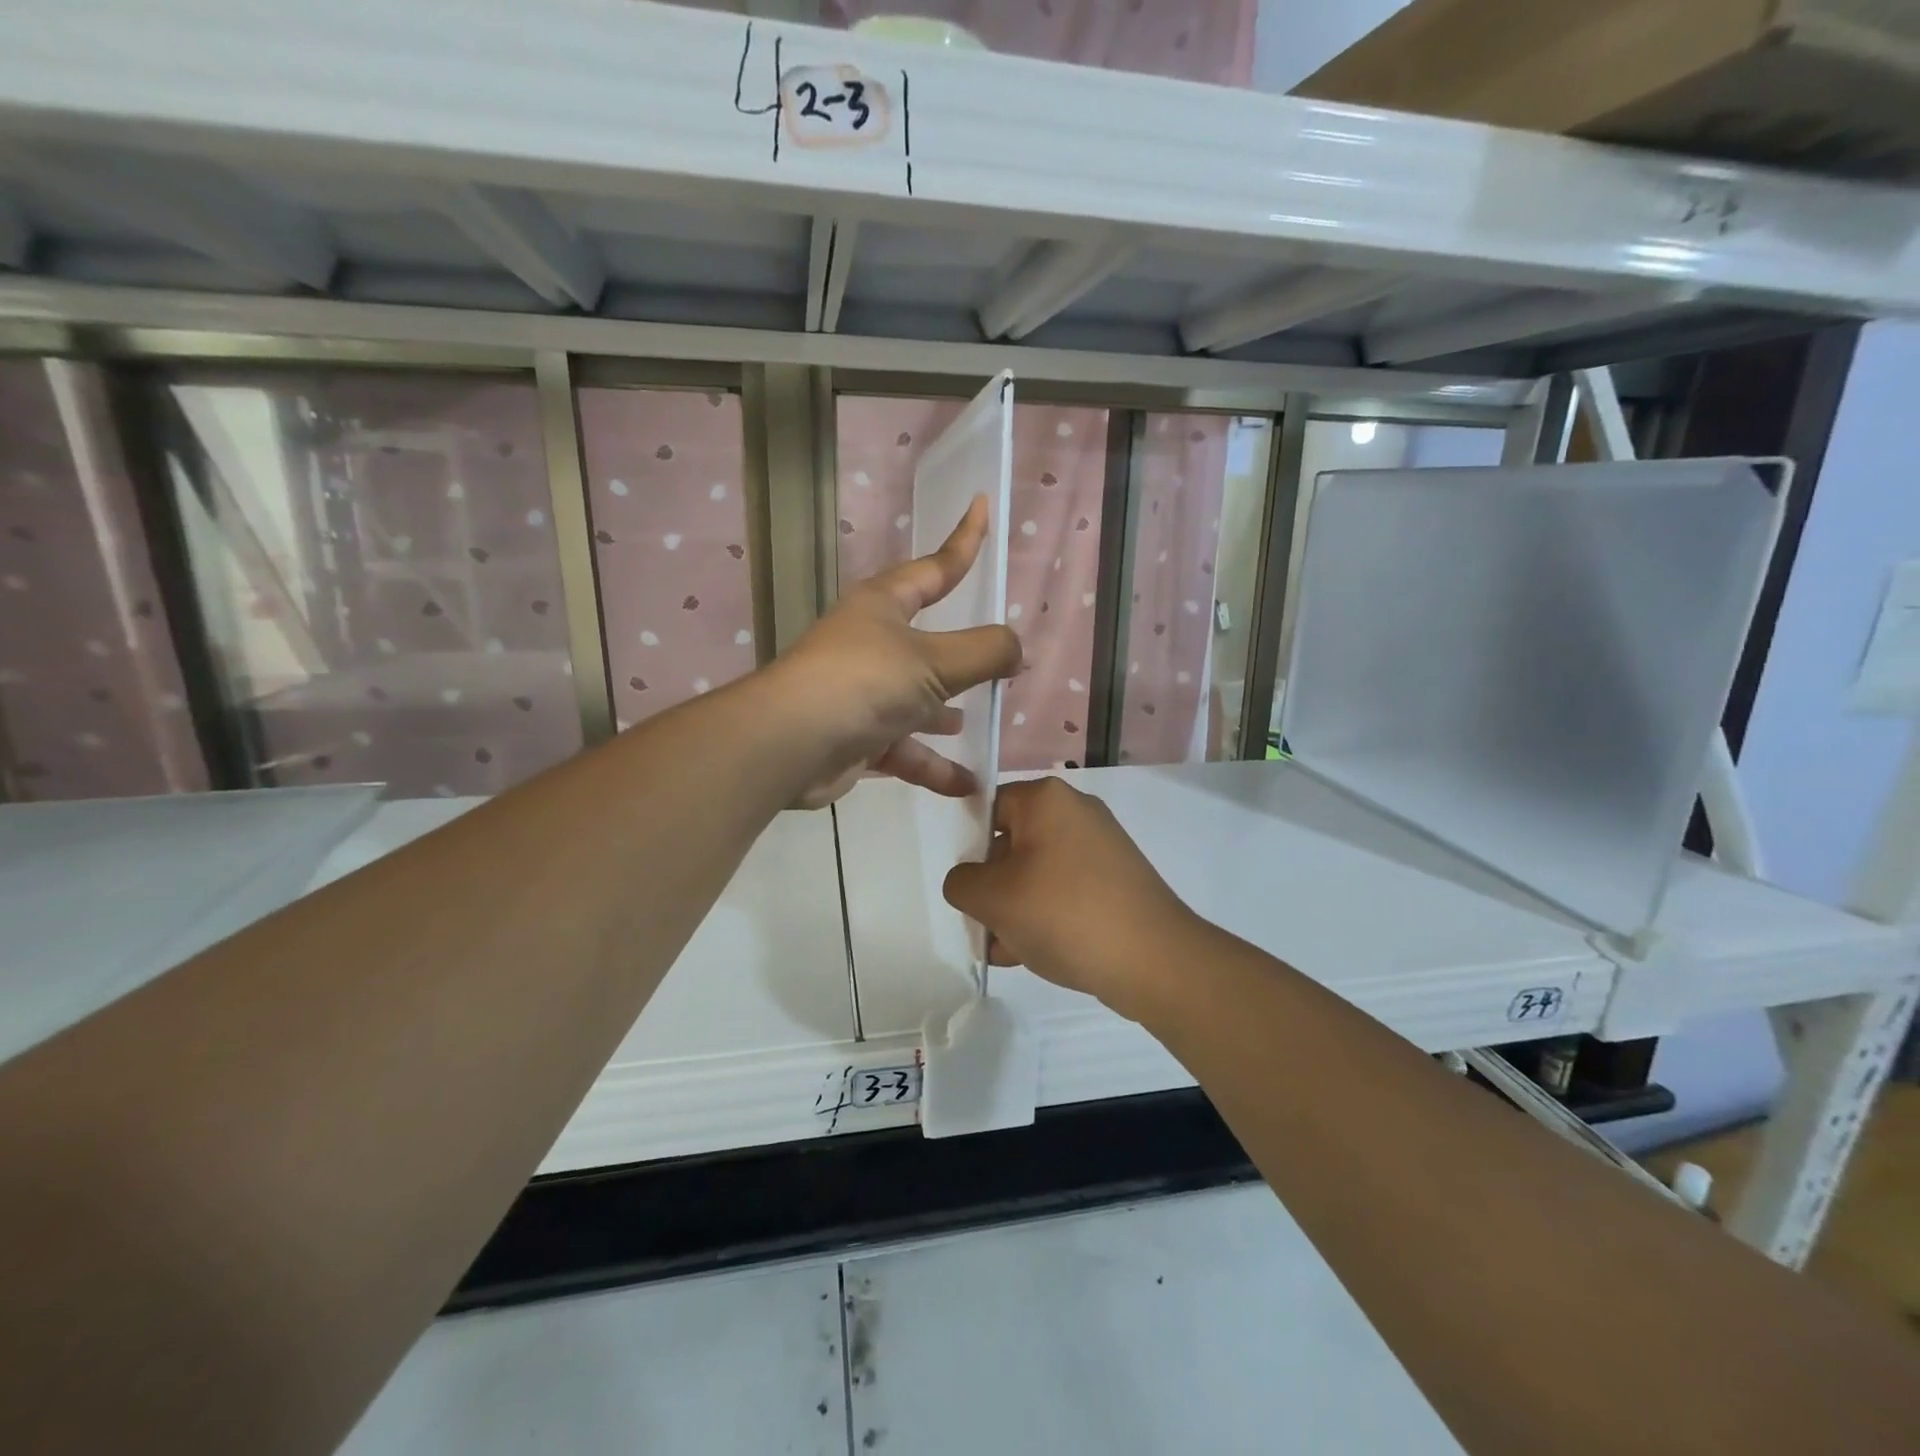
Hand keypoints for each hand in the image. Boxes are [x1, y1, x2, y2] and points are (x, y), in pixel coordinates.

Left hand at [771, 498, 1021, 808]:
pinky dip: (931, 765)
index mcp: (884, 606)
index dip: (965, 540)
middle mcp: (870, 644)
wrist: (790, 745)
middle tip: (996, 662)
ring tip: (975, 724)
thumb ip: (985, 652)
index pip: (935, 567)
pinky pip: (902, 749)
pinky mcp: (854, 737)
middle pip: (927, 644)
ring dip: (943, 715)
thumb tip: (1017, 650)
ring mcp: (860, 692)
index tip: (983, 506)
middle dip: (960, 656)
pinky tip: (966, 785)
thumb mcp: (935, 661)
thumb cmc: (865, 682)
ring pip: (914, 701)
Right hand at [942, 777, 1196, 1019]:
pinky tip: (1035, 953)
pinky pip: (1067, 890)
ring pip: (1038, 872)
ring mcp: (1102, 847)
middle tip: (985, 925)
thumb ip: (961, 882)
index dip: (971, 847)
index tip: (969, 886)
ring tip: (1007, 949)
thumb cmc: (1064, 914)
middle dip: (993, 887)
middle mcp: (1077, 812)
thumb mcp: (992, 899)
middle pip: (1013, 843)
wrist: (1153, 960)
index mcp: (1046, 799)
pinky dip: (1047, 915)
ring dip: (1016, 908)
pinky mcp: (1118, 880)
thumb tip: (970, 882)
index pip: (989, 808)